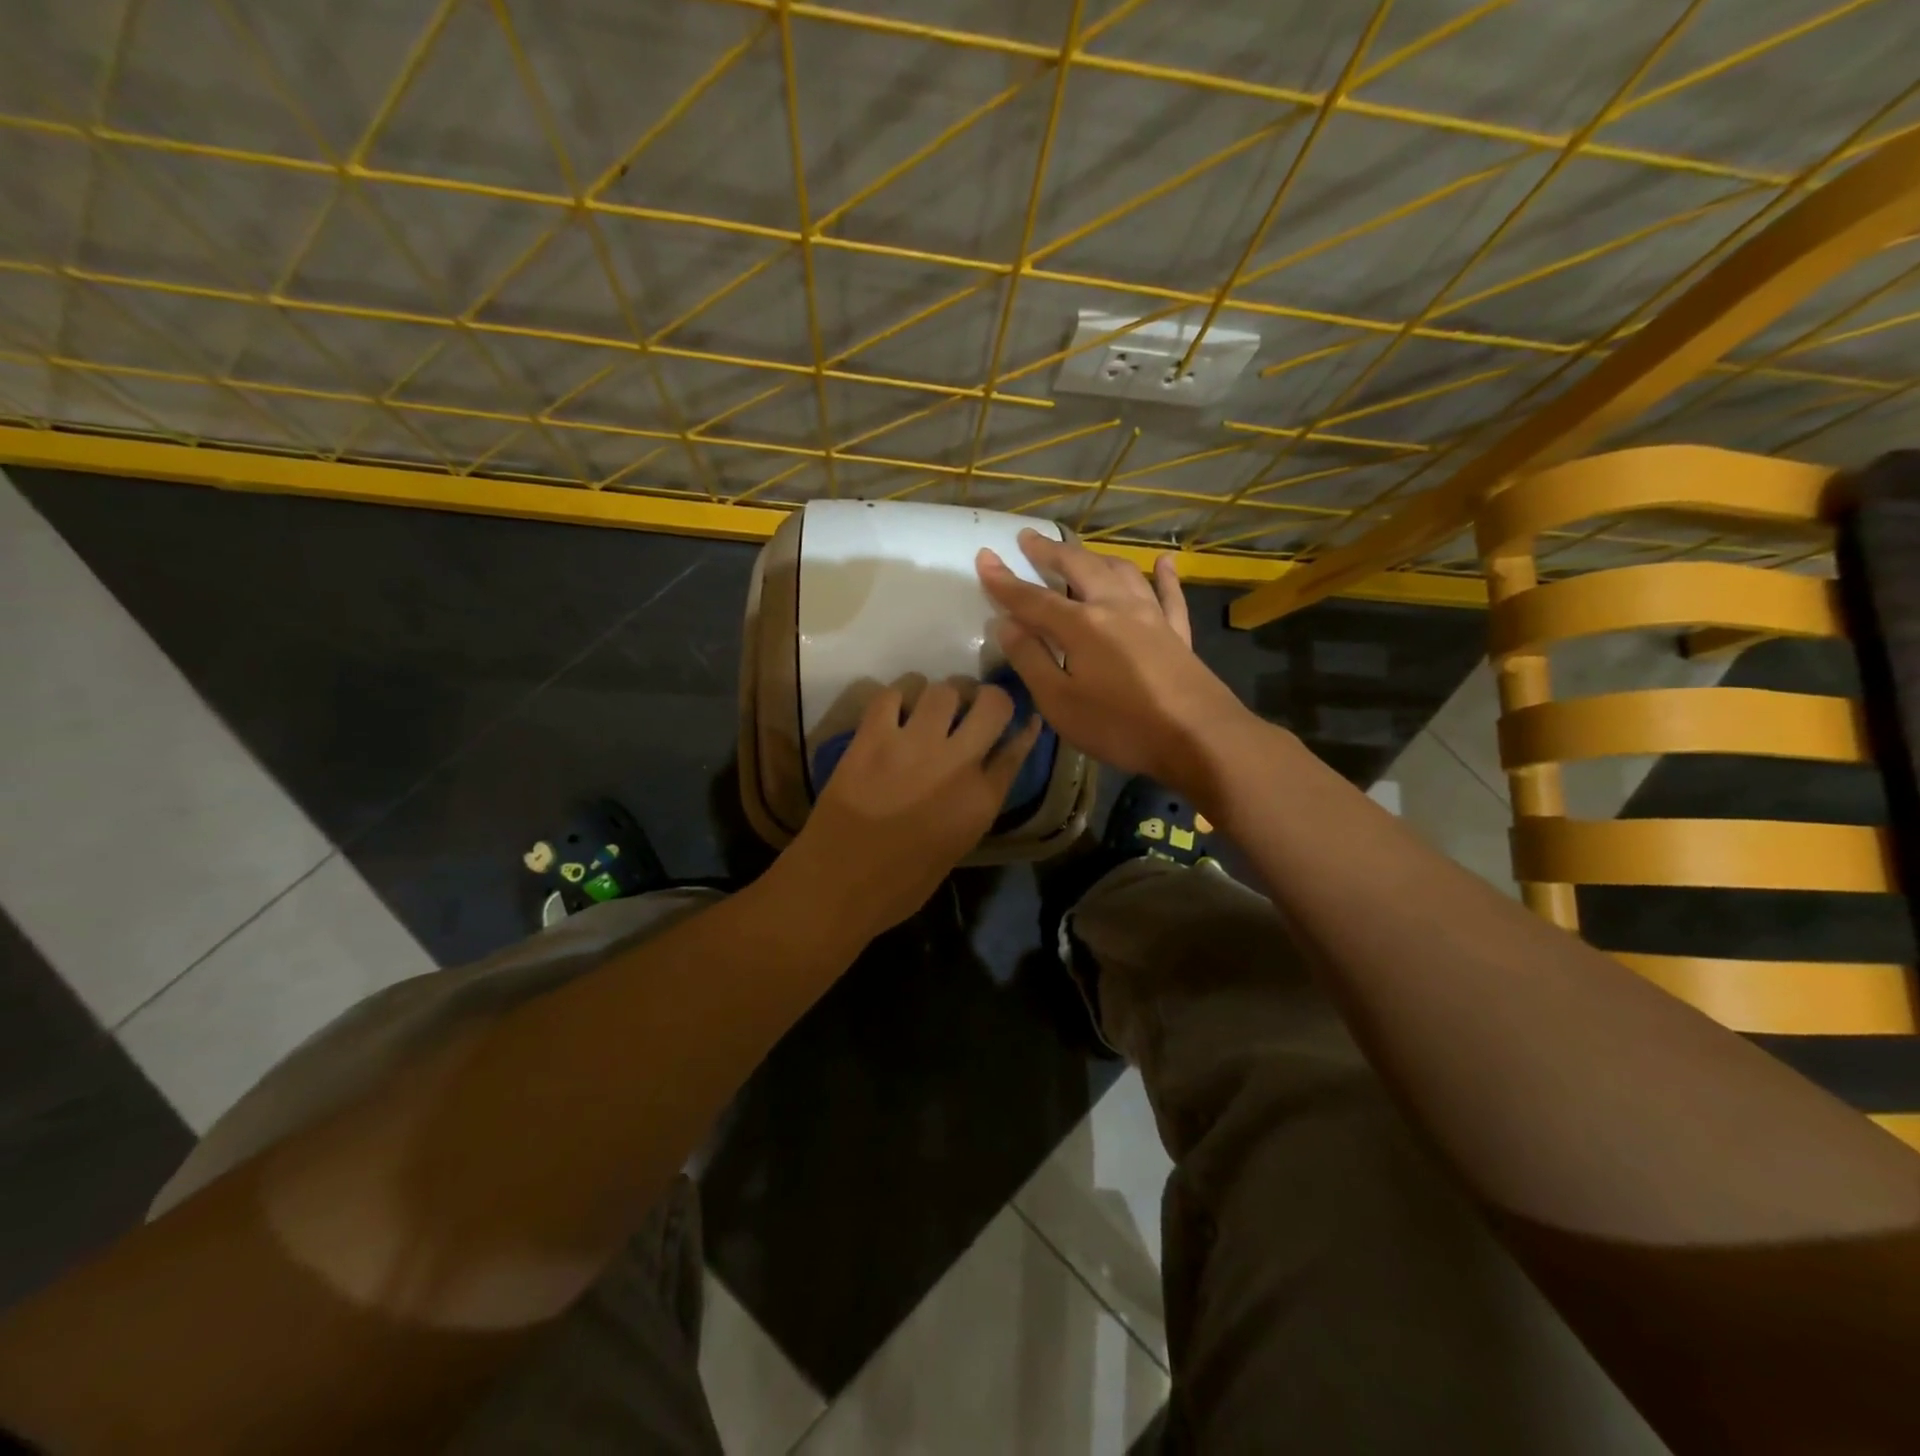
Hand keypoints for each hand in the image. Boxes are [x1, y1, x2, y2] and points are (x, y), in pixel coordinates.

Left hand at [781, 681, 1041, 938]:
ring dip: (940, 696)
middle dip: (986, 698)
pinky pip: (892, 694)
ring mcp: (913, 745)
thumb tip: (983, 774)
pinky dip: (897, 697)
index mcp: (982, 800)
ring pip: (943, 690)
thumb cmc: (900, 884)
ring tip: (928, 709)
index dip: (1022, 727)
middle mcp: (957, 764)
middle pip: (992, 703)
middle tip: (971, 706)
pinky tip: (894, 712)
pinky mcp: (872, 738)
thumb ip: (976, 804)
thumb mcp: (957, 847)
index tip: (1021, 717)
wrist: (837, 885)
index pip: (1017, 746)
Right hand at [977, 531, 1252, 799]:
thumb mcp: (1060, 702)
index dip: (1005, 580)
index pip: (1033, 598)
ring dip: (1096, 557)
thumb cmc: (1120, 726)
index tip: (984, 557)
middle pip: (1079, 568)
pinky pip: (1170, 595)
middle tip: (1028, 538)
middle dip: (1050, 552)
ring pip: (1122, 572)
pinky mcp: (1178, 633)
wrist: (1199, 737)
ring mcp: (1152, 617)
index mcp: (1082, 625)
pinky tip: (1164, 561)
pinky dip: (1164, 576)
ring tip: (1079, 551)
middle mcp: (1115, 607)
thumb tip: (1006, 624)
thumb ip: (1032, 660)